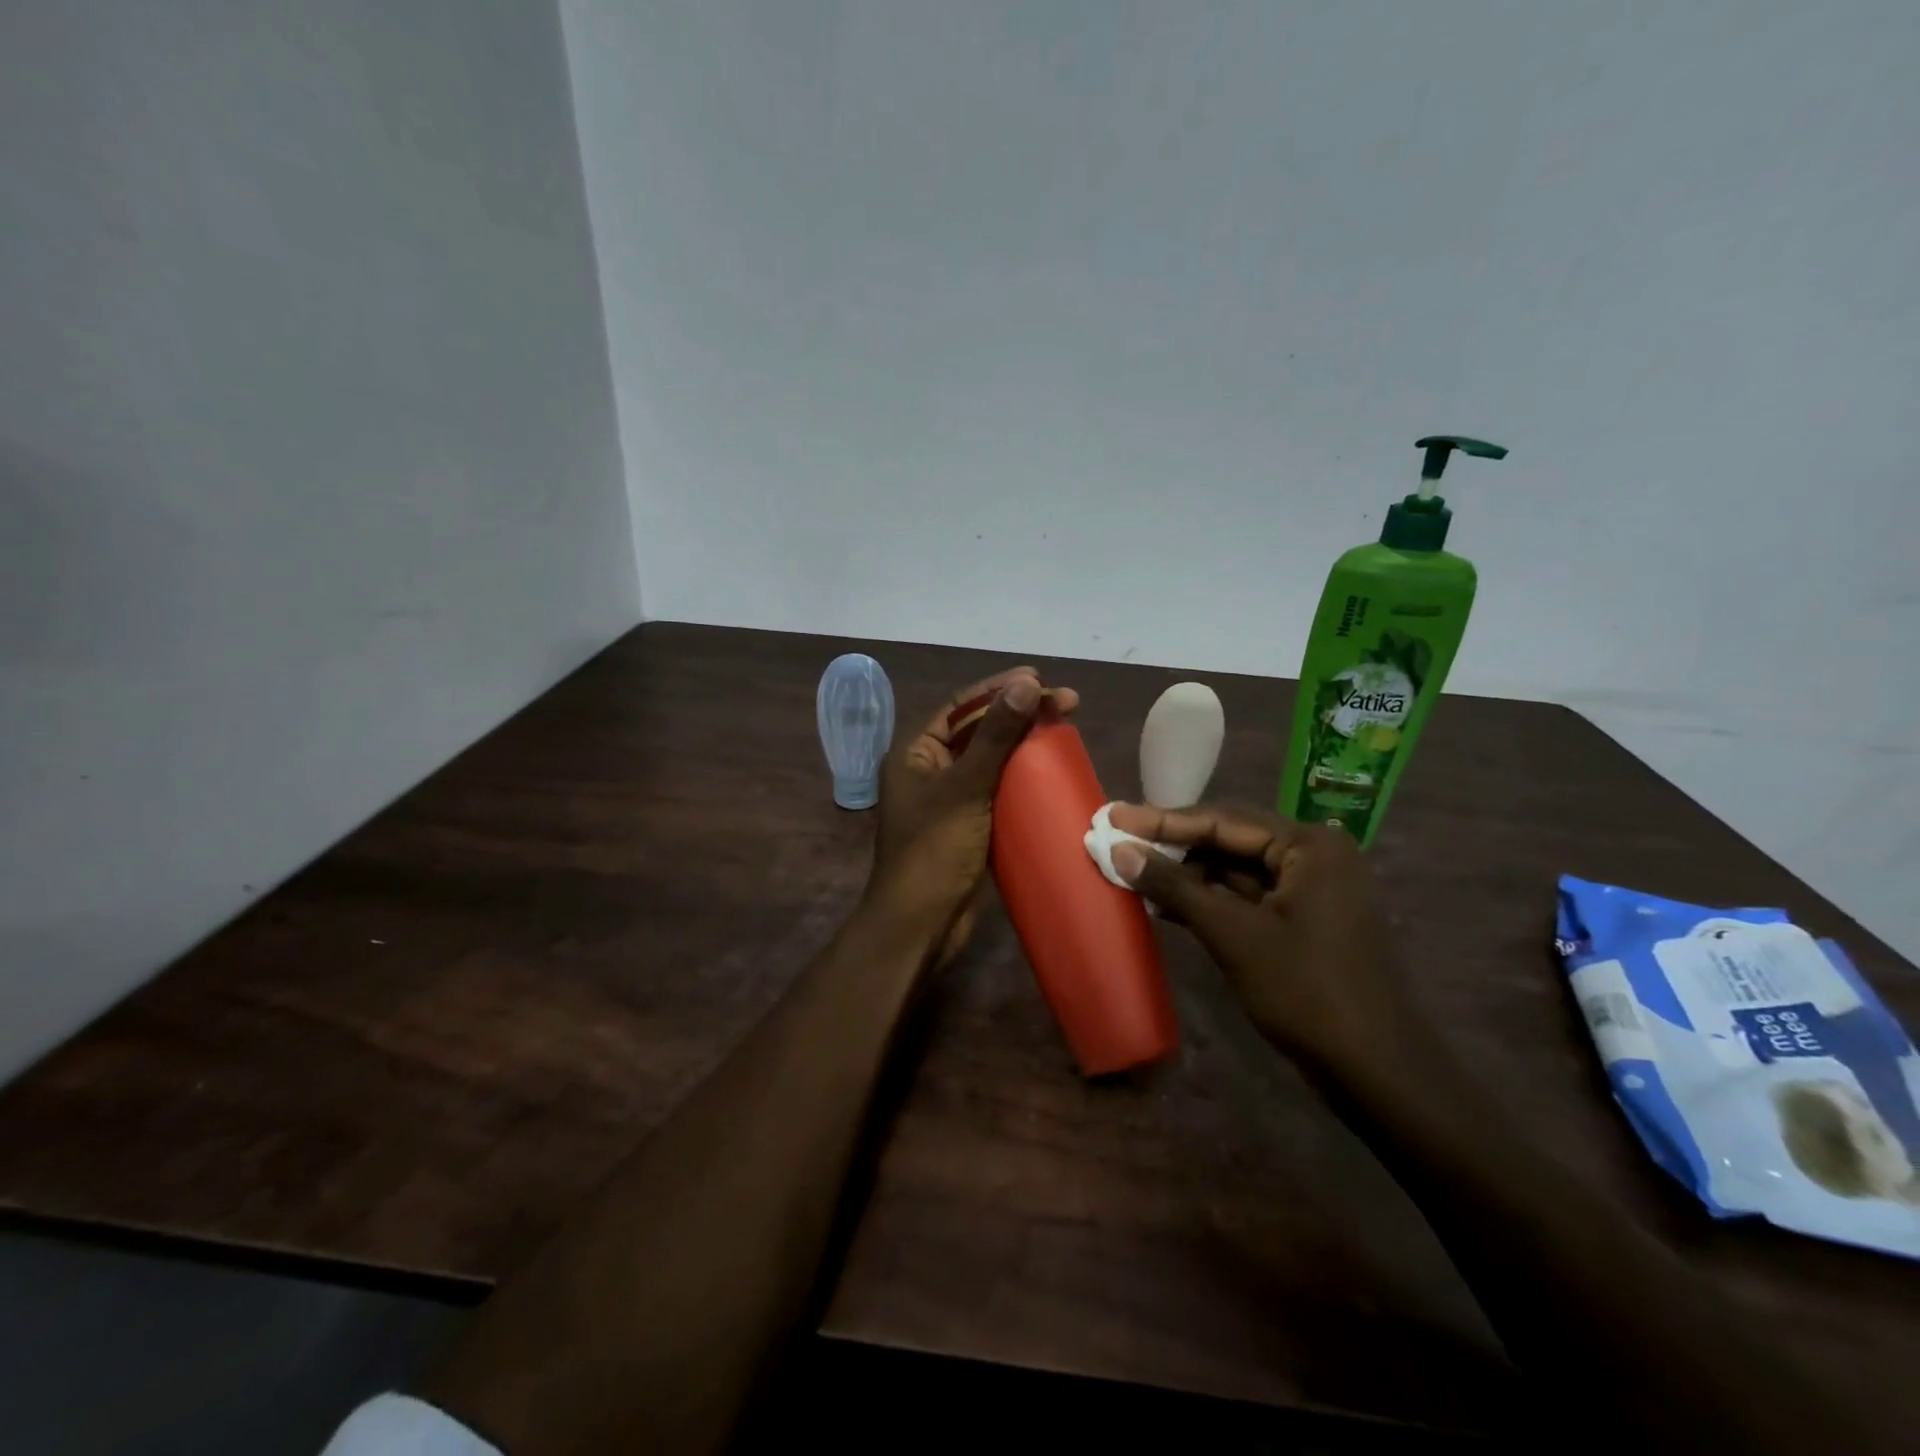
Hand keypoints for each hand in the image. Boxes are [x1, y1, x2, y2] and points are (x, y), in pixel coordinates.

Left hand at [868, 667, 1078, 964]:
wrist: (920, 926)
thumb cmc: (934, 851)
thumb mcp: (966, 788)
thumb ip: (995, 737)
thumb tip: (1025, 683)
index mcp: (915, 753)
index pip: (961, 708)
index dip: (1000, 689)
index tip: (1041, 679)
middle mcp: (929, 771)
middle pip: (978, 732)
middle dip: (1018, 715)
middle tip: (1065, 704)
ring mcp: (949, 801)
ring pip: (990, 762)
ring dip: (1023, 746)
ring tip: (1063, 731)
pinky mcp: (968, 827)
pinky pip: (997, 792)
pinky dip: (1022, 780)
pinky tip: (1051, 773)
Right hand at [1106, 802, 1431, 1088]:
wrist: (1376, 1071)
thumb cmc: (1306, 992)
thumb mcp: (1233, 935)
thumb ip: (1175, 887)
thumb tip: (1120, 851)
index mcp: (1309, 845)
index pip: (1223, 819)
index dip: (1162, 820)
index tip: (1114, 816)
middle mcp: (1315, 855)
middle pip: (1230, 838)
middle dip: (1174, 843)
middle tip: (1120, 838)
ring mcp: (1313, 888)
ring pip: (1237, 868)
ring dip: (1188, 872)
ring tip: (1134, 870)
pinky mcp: (1305, 919)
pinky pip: (1248, 895)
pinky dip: (1210, 897)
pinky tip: (1168, 902)